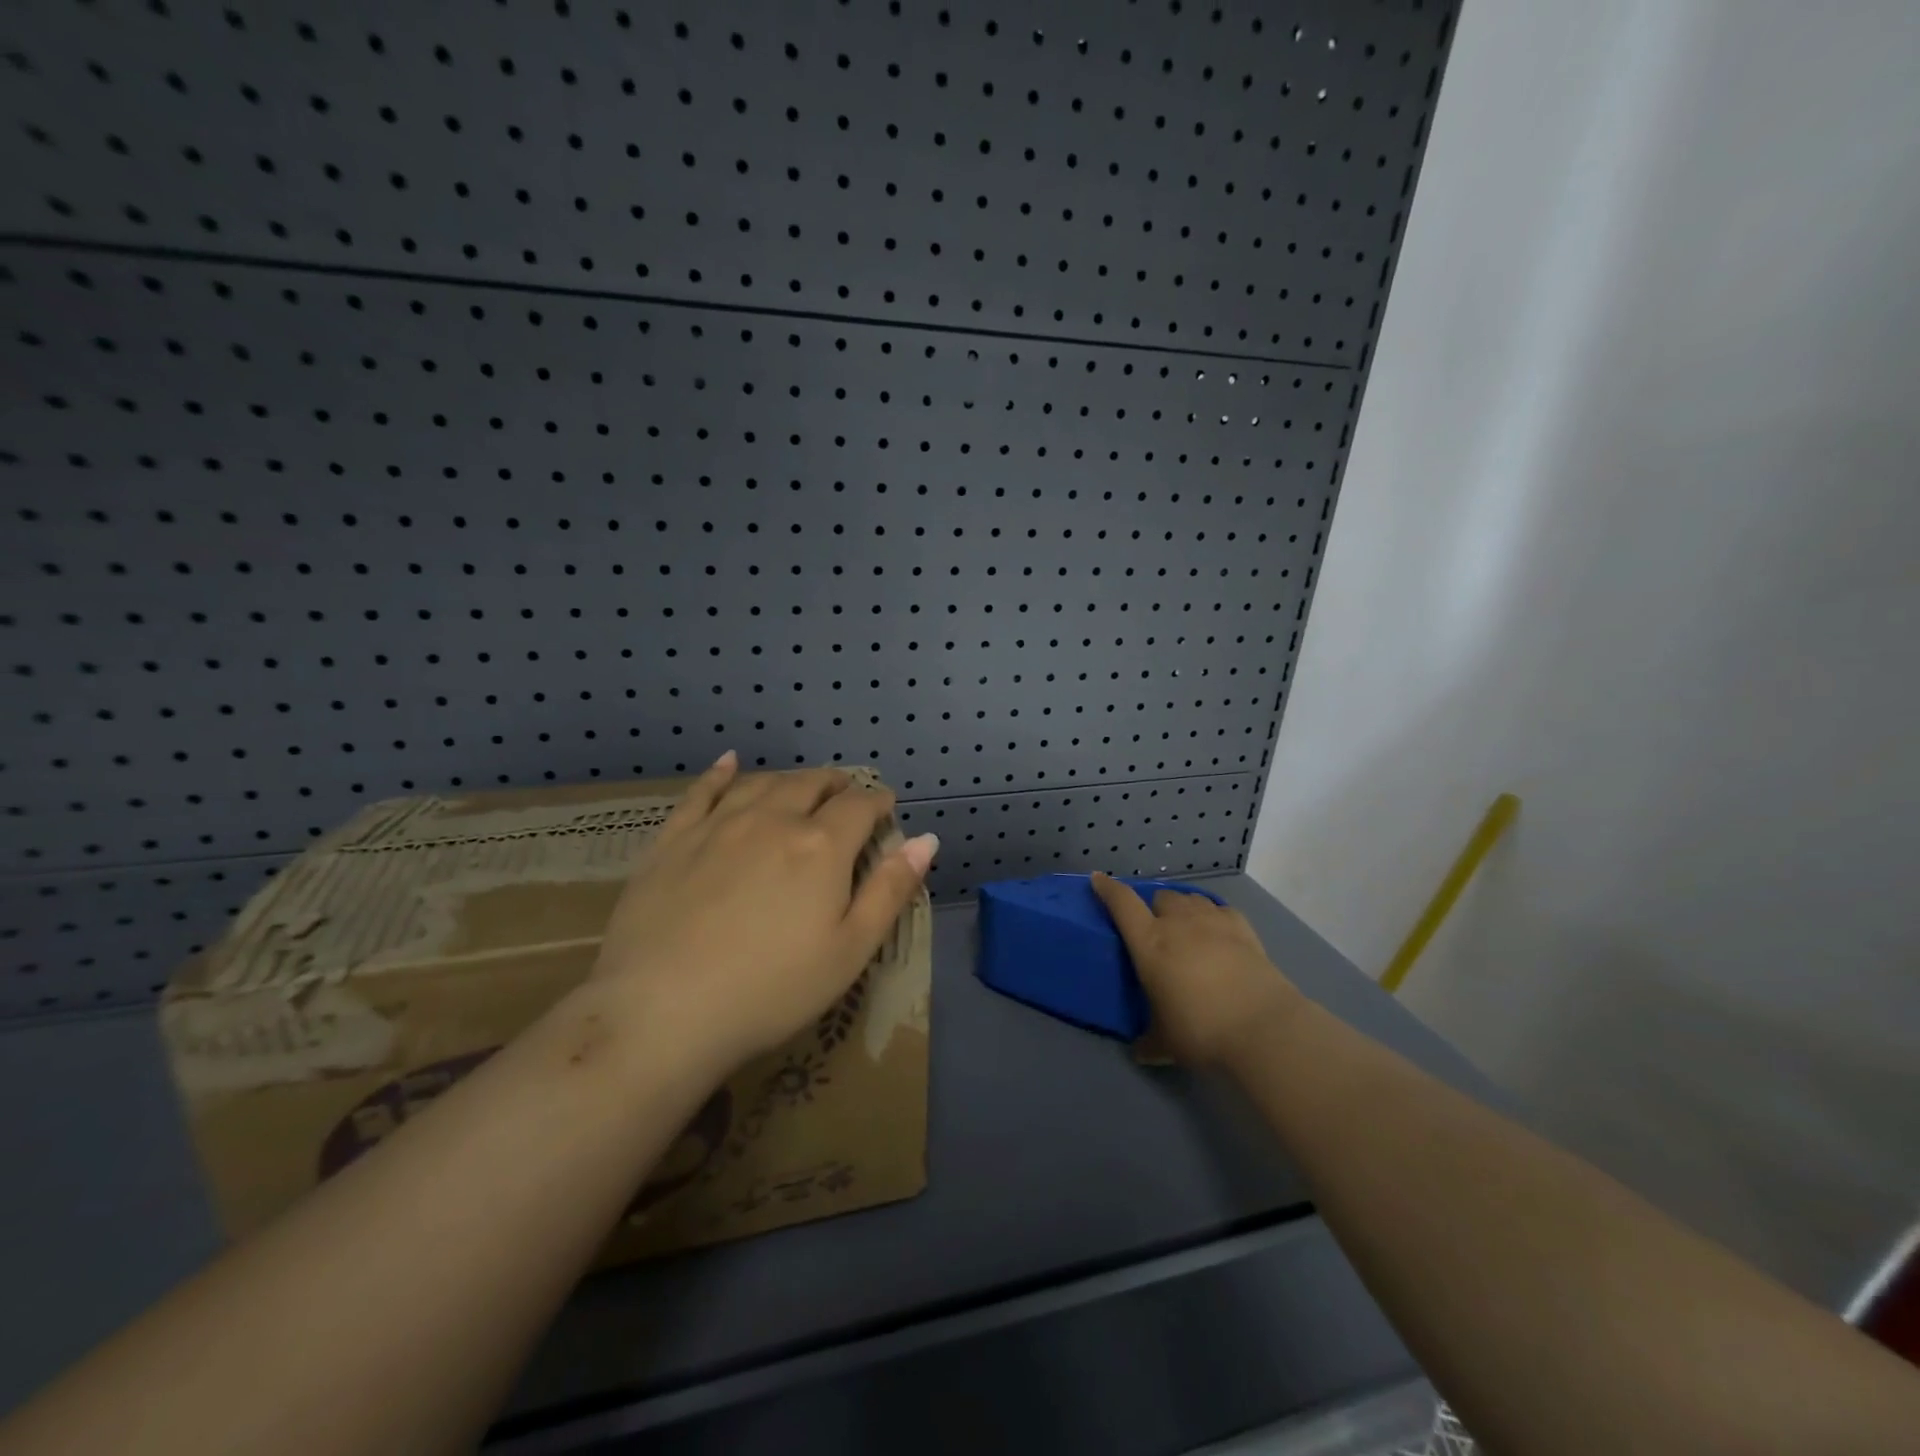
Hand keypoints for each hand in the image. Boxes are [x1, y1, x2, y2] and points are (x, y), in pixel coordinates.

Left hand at [593, 753, 938, 1071]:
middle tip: (845, 793)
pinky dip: (721, 773)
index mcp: (821, 846)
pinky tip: (730, 763)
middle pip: (811, 785)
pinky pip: (702, 792)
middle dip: (836, 785)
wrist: (661, 1012)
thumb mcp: (850, 950)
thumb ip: (890, 890)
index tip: (886, 807)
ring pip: (763, 783)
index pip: (860, 806)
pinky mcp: (673, 840)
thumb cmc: (771, 990)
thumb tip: (926, 839)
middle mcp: (772, 820)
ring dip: (789, 779)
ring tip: (801, 784)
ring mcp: (718, 826)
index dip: (878, 802)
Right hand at [1090, 873, 1306, 1067]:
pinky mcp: (1242, 927)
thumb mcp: (1165, 1043)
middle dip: (1156, 909)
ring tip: (1188, 930)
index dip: (1108, 889)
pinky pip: (1220, 909)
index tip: (1098, 880)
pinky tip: (1219, 934)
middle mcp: (1177, 922)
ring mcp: (1212, 920)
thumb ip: (1148, 1042)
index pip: (1121, 903)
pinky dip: (1214, 917)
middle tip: (1159, 932)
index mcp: (1149, 943)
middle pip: (1160, 897)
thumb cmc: (1201, 1030)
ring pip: (1190, 898)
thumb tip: (1139, 1051)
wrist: (1261, 1027)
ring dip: (1183, 909)